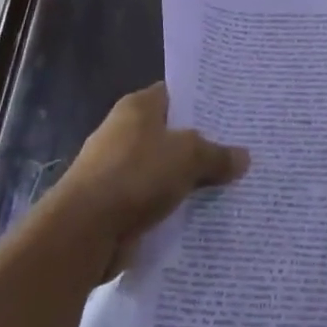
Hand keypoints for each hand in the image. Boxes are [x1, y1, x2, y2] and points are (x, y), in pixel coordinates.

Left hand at [45, 82, 249, 277]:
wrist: (83, 233)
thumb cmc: (136, 175)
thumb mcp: (189, 156)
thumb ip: (218, 155)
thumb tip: (243, 157)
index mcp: (138, 107)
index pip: (177, 94)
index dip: (203, 101)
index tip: (233, 110)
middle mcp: (124, 132)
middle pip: (173, 133)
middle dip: (203, 143)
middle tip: (241, 147)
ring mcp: (117, 170)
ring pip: (165, 169)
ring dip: (189, 179)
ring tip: (230, 182)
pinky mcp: (115, 204)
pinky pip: (154, 199)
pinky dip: (173, 205)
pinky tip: (202, 211)